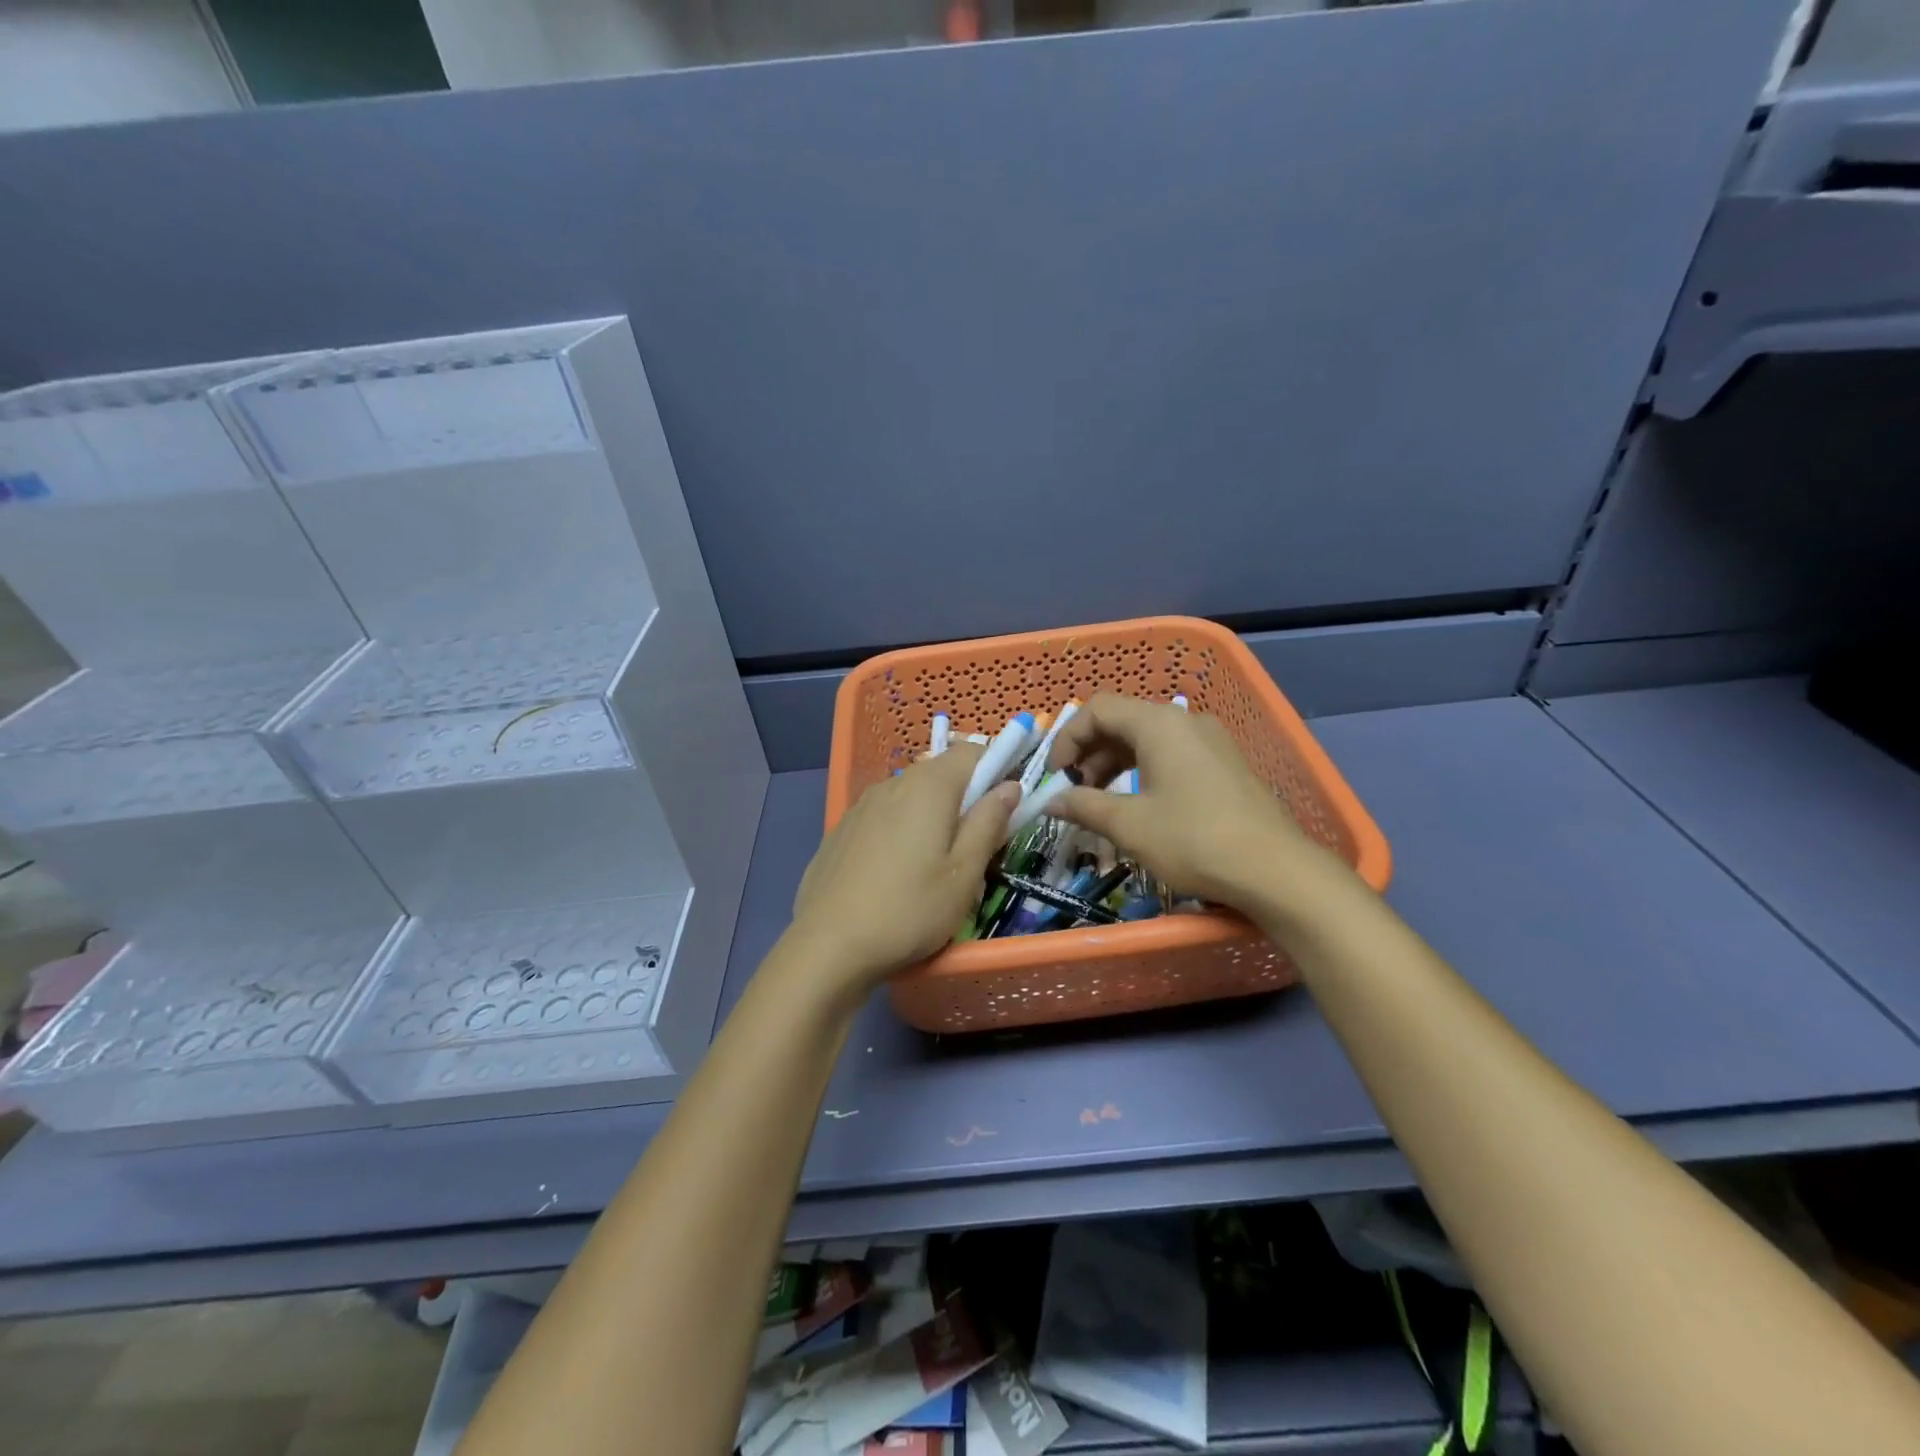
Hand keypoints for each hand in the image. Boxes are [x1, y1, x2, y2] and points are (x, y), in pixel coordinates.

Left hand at [788, 745, 1020, 993]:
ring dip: (932, 814)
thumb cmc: (909, 909)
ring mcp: (862, 805)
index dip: (996, 769)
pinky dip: (901, 829)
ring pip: (911, 795)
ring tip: (935, 864)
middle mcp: (893, 783)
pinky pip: (884, 815)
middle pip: (940, 772)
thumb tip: (1009, 786)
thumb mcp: (964, 874)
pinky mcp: (842, 829)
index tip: (1005, 807)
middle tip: (975, 845)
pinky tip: (896, 872)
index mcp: (929, 786)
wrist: (828, 945)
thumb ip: (989, 823)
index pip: (972, 751)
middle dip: (965, 797)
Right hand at [1045, 693, 1329, 910]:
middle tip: (1074, 793)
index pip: (1098, 709)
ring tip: (1101, 803)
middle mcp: (1184, 721)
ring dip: (1115, 765)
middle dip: (1090, 754)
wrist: (1275, 870)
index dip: (1068, 738)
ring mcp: (1209, 741)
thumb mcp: (1129, 824)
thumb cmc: (1193, 840)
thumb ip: (1084, 805)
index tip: (1056, 777)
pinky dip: (1143, 771)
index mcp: (1158, 723)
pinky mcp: (1224, 764)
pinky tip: (1138, 806)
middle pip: (1122, 721)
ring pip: (1147, 739)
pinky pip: (1171, 754)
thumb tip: (1051, 801)